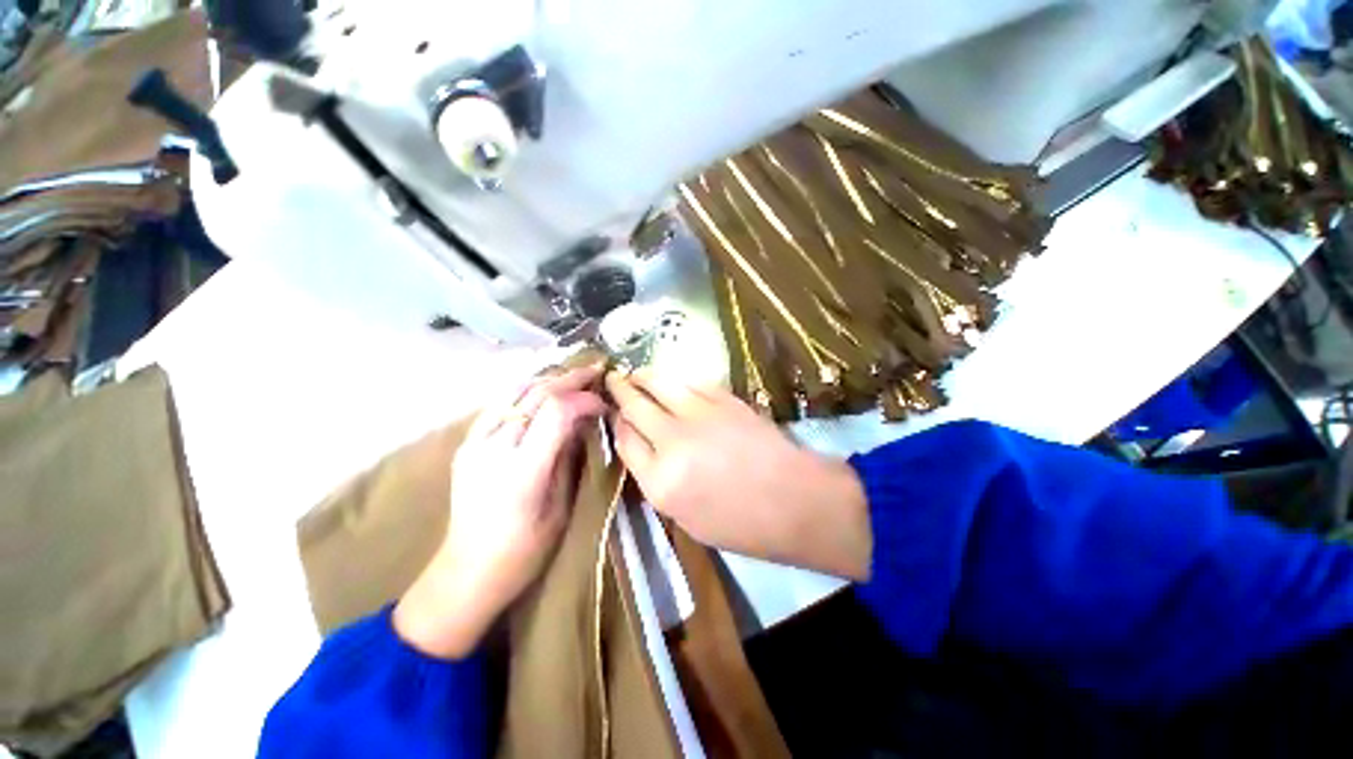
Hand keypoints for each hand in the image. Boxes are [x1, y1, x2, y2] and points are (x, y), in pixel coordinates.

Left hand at [395, 364, 606, 657]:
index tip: (604, 404)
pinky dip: (524, 391)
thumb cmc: (524, 551)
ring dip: (548, 380)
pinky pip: (498, 405)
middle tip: (595, 371)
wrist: (467, 572)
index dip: (584, 399)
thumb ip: (569, 456)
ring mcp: (475, 443)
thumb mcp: (560, 506)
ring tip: (573, 376)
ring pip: (514, 392)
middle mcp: (495, 448)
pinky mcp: (467, 444)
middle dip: (570, 379)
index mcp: (523, 470)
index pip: (556, 411)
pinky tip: (541, 391)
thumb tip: (583, 421)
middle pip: (536, 394)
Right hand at [605, 369, 871, 580]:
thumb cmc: (741, 524)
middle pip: (635, 407)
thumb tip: (642, 447)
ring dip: (644, 376)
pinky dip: (677, 378)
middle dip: (620, 391)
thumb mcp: (686, 518)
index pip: (625, 440)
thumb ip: (656, 480)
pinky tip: (673, 379)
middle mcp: (673, 442)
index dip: (618, 424)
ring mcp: (700, 415)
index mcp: (660, 481)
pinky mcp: (724, 399)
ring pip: (660, 384)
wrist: (794, 501)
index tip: (616, 416)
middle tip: (614, 379)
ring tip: (636, 372)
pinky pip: (691, 381)